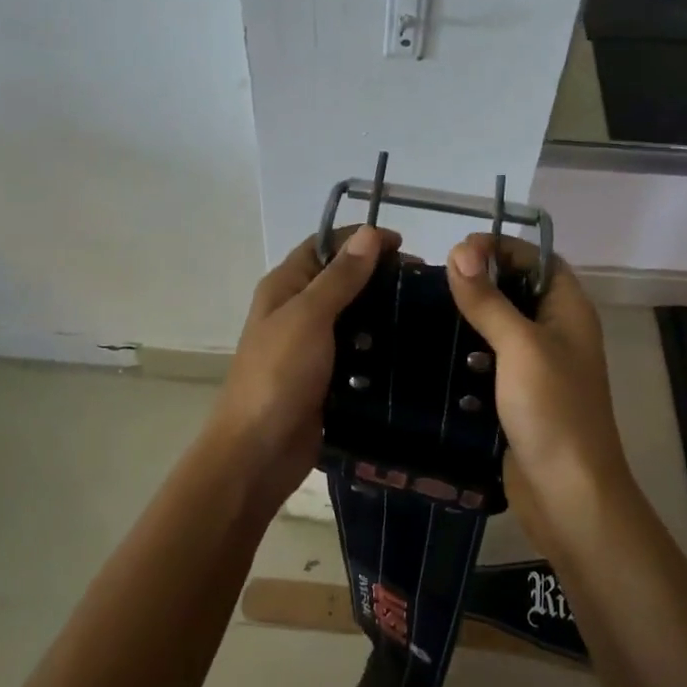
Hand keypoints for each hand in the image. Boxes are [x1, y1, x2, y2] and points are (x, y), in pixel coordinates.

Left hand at [204, 226, 397, 506]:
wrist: (259, 453)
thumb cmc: (278, 375)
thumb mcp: (309, 317)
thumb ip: (340, 277)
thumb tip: (370, 233)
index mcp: (285, 287)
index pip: (324, 245)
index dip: (360, 239)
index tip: (405, 245)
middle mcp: (297, 311)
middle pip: (342, 280)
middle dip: (379, 275)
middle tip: (424, 283)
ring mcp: (312, 347)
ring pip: (354, 317)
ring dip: (384, 312)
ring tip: (428, 313)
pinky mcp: (329, 378)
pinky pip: (359, 352)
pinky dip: (382, 347)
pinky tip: (414, 348)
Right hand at [445, 234, 632, 548]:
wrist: (568, 495)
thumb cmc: (552, 410)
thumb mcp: (519, 345)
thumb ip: (488, 299)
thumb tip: (459, 250)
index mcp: (568, 310)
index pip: (538, 258)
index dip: (502, 246)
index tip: (458, 249)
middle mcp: (555, 331)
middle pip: (516, 289)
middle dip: (478, 279)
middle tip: (433, 280)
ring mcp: (536, 366)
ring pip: (499, 325)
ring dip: (467, 316)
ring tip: (424, 309)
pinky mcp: (516, 395)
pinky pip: (488, 359)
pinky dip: (464, 351)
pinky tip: (432, 350)